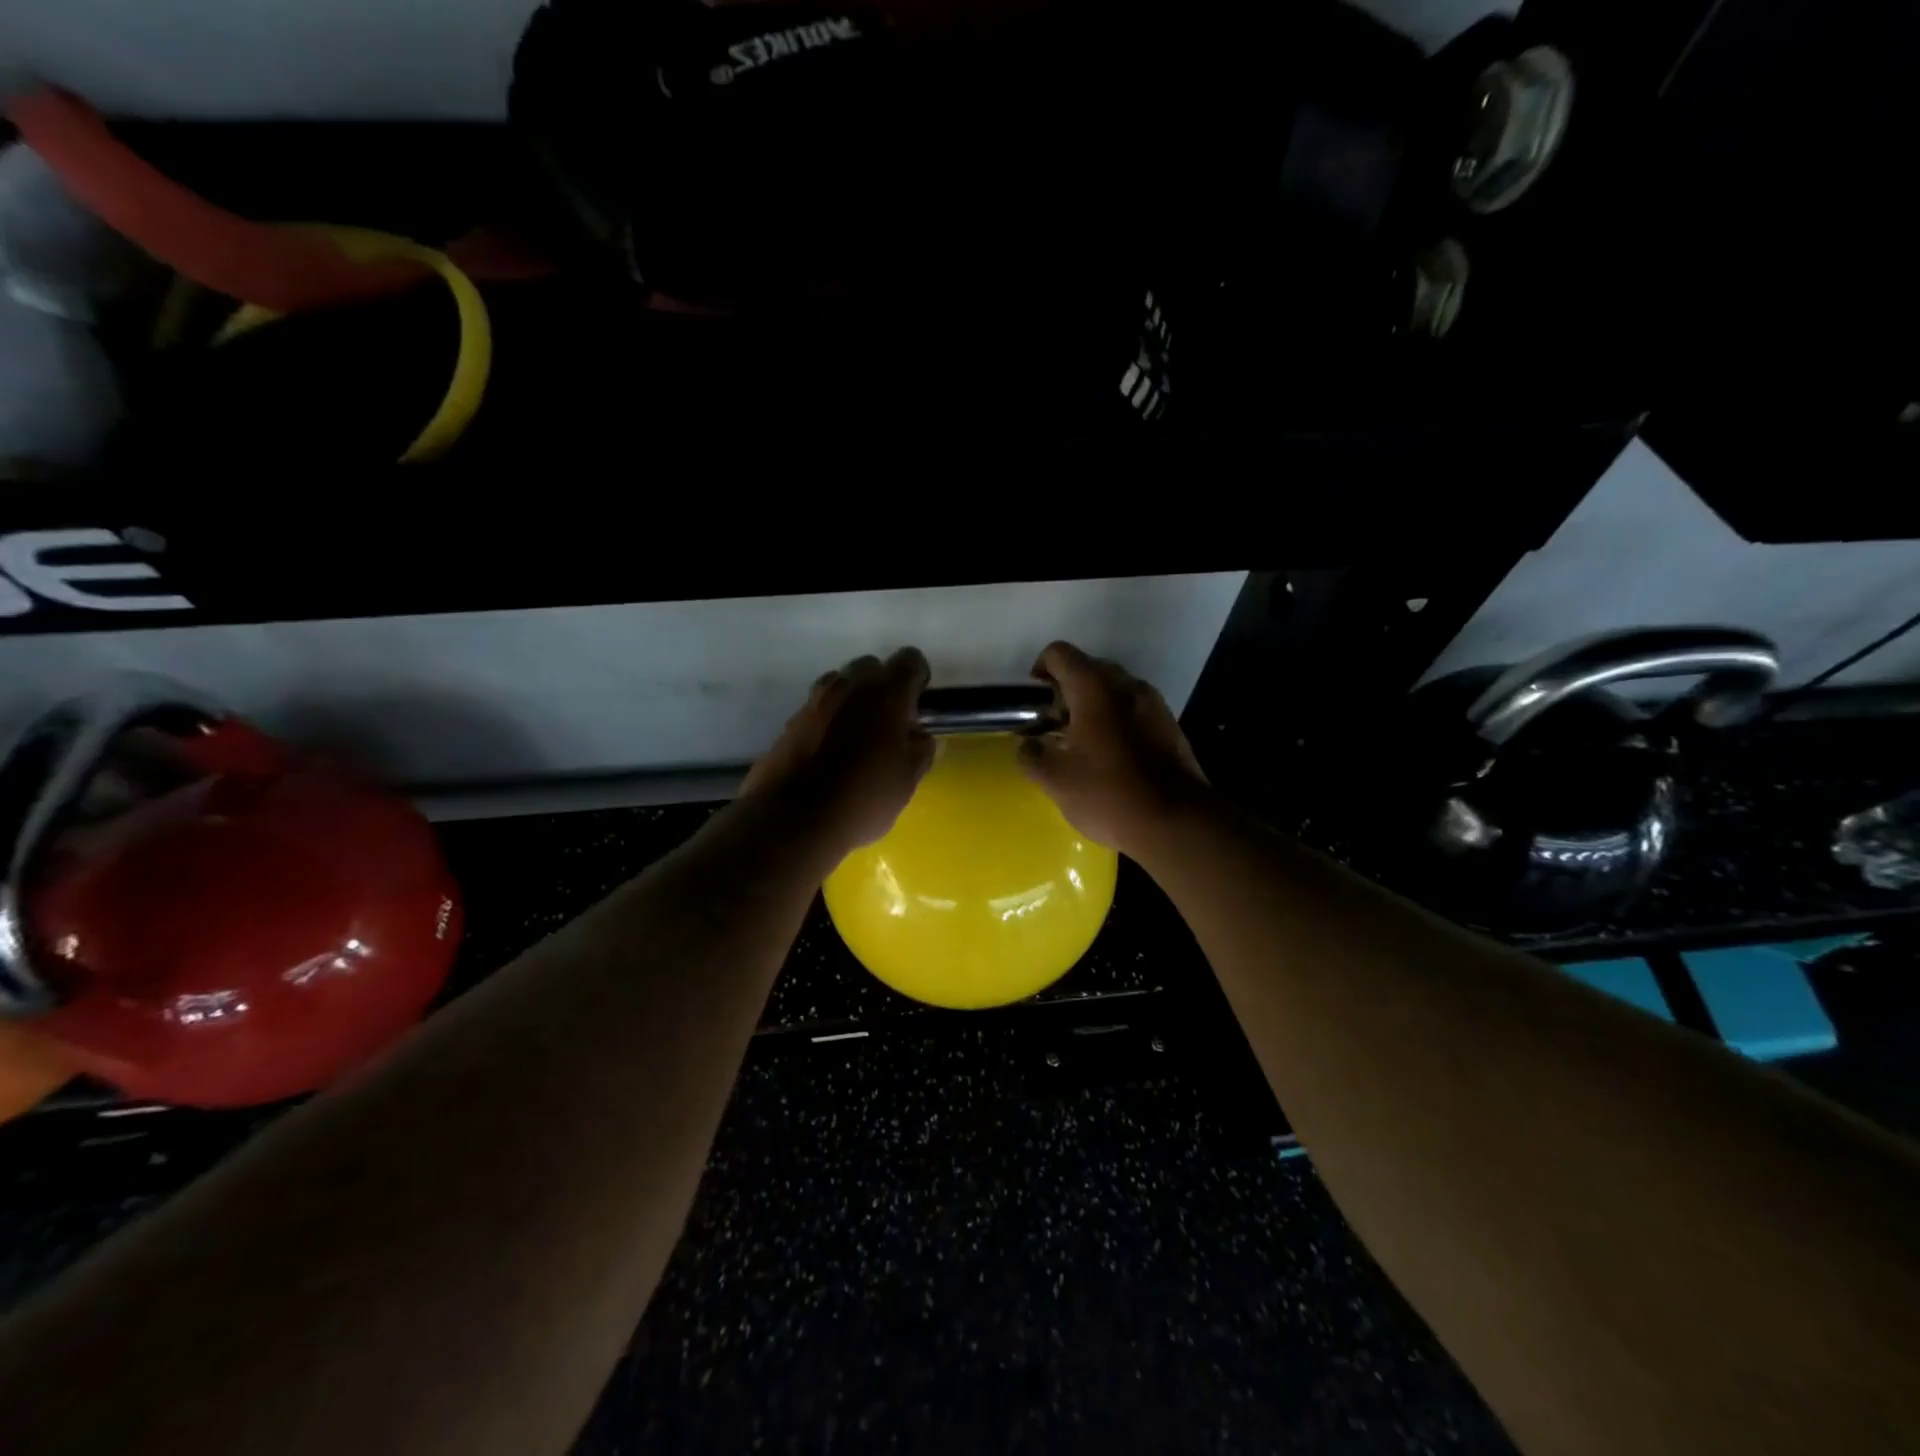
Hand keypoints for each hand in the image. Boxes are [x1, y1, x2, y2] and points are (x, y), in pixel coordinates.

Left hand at [740, 648, 934, 851]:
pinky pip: (817, 708)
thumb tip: (919, 735)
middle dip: (882, 686)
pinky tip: (830, 752)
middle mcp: (849, 686)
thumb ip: (920, 750)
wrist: (793, 821)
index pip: (910, 660)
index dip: (917, 678)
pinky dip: (828, 721)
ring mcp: (814, 701)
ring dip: (852, 700)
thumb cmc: (863, 798)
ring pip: (840, 684)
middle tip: (888, 722)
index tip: (918, 705)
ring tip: (857, 736)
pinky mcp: (789, 722)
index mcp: (886, 693)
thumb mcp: (907, 780)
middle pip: (870, 667)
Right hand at [1018, 641, 1209, 857]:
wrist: (1175, 821)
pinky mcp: (1170, 725)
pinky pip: (1135, 710)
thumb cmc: (1107, 793)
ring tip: (1083, 743)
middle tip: (1055, 726)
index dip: (1040, 670)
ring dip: (1094, 706)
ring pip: (1115, 689)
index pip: (1059, 654)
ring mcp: (1153, 703)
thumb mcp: (1054, 779)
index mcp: (1094, 688)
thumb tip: (1027, 745)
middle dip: (1067, 691)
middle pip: (1089, 668)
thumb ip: (1031, 755)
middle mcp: (1126, 684)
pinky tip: (1112, 756)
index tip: (1035, 702)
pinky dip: (1118, 721)